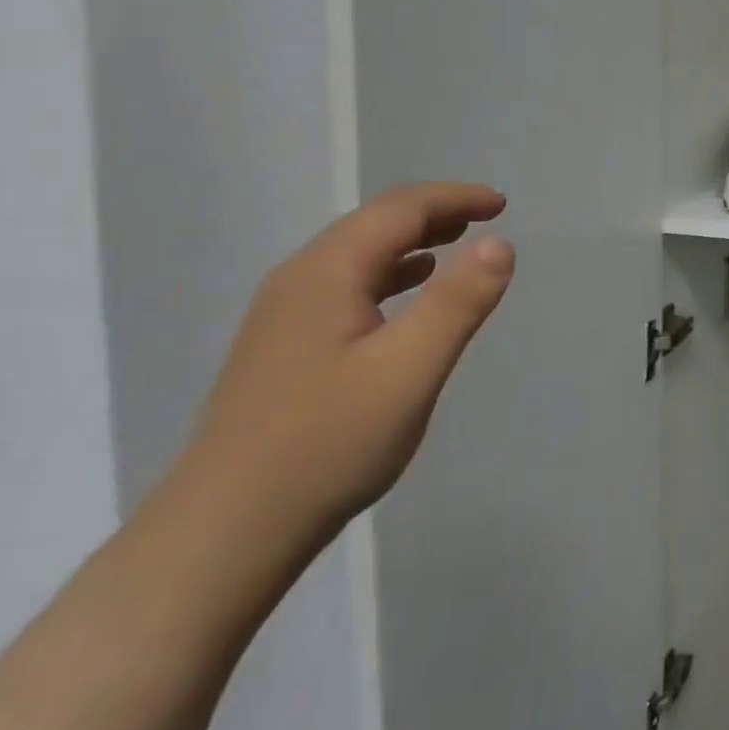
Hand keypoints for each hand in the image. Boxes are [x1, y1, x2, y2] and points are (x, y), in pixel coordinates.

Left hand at [181, 182, 516, 548]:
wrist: (226, 531)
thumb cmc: (328, 444)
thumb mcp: (410, 370)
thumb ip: (458, 303)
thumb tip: (499, 243)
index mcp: (326, 274)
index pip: (399, 210)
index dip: (454, 199)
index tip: (502, 205)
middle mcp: (299, 281)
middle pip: (374, 225)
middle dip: (434, 213)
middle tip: (486, 218)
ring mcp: (284, 316)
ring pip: (358, 256)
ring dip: (412, 241)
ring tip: (457, 245)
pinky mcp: (284, 348)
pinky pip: (347, 287)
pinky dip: (390, 275)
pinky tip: (406, 295)